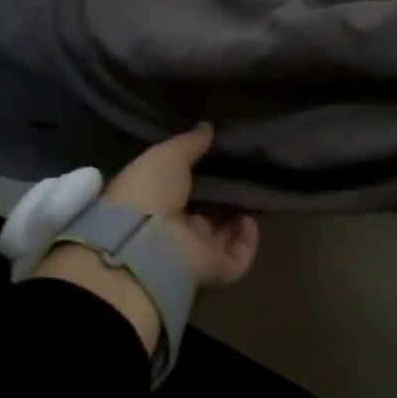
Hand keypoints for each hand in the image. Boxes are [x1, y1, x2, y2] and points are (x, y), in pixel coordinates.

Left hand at [37, 125, 259, 355]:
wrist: (145, 243)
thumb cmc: (148, 192)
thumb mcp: (167, 155)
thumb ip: (190, 143)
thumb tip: (207, 126)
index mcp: (153, 204)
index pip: (180, 191)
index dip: (199, 178)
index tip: (219, 161)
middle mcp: (172, 232)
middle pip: (204, 216)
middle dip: (223, 200)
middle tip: (242, 179)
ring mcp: (193, 254)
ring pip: (222, 239)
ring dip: (238, 221)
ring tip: (251, 197)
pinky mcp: (214, 270)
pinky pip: (238, 258)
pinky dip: (248, 241)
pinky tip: (250, 220)